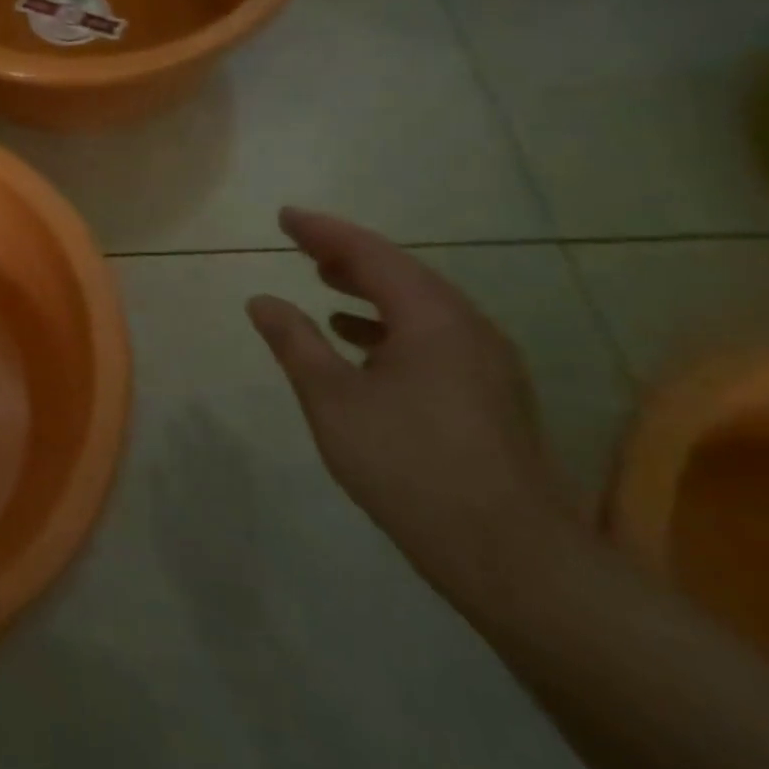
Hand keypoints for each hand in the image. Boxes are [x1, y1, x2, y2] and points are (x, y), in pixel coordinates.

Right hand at [246, 207, 575, 588]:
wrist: (506, 551)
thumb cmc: (408, 463)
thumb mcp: (332, 398)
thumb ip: (295, 342)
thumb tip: (262, 300)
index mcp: (432, 319)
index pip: (371, 255)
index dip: (324, 232)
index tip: (285, 216)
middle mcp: (467, 328)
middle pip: (401, 273)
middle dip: (348, 255)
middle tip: (302, 243)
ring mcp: (485, 362)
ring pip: (419, 305)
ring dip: (369, 288)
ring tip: (325, 281)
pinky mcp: (489, 393)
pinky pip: (432, 335)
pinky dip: (389, 324)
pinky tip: (361, 341)